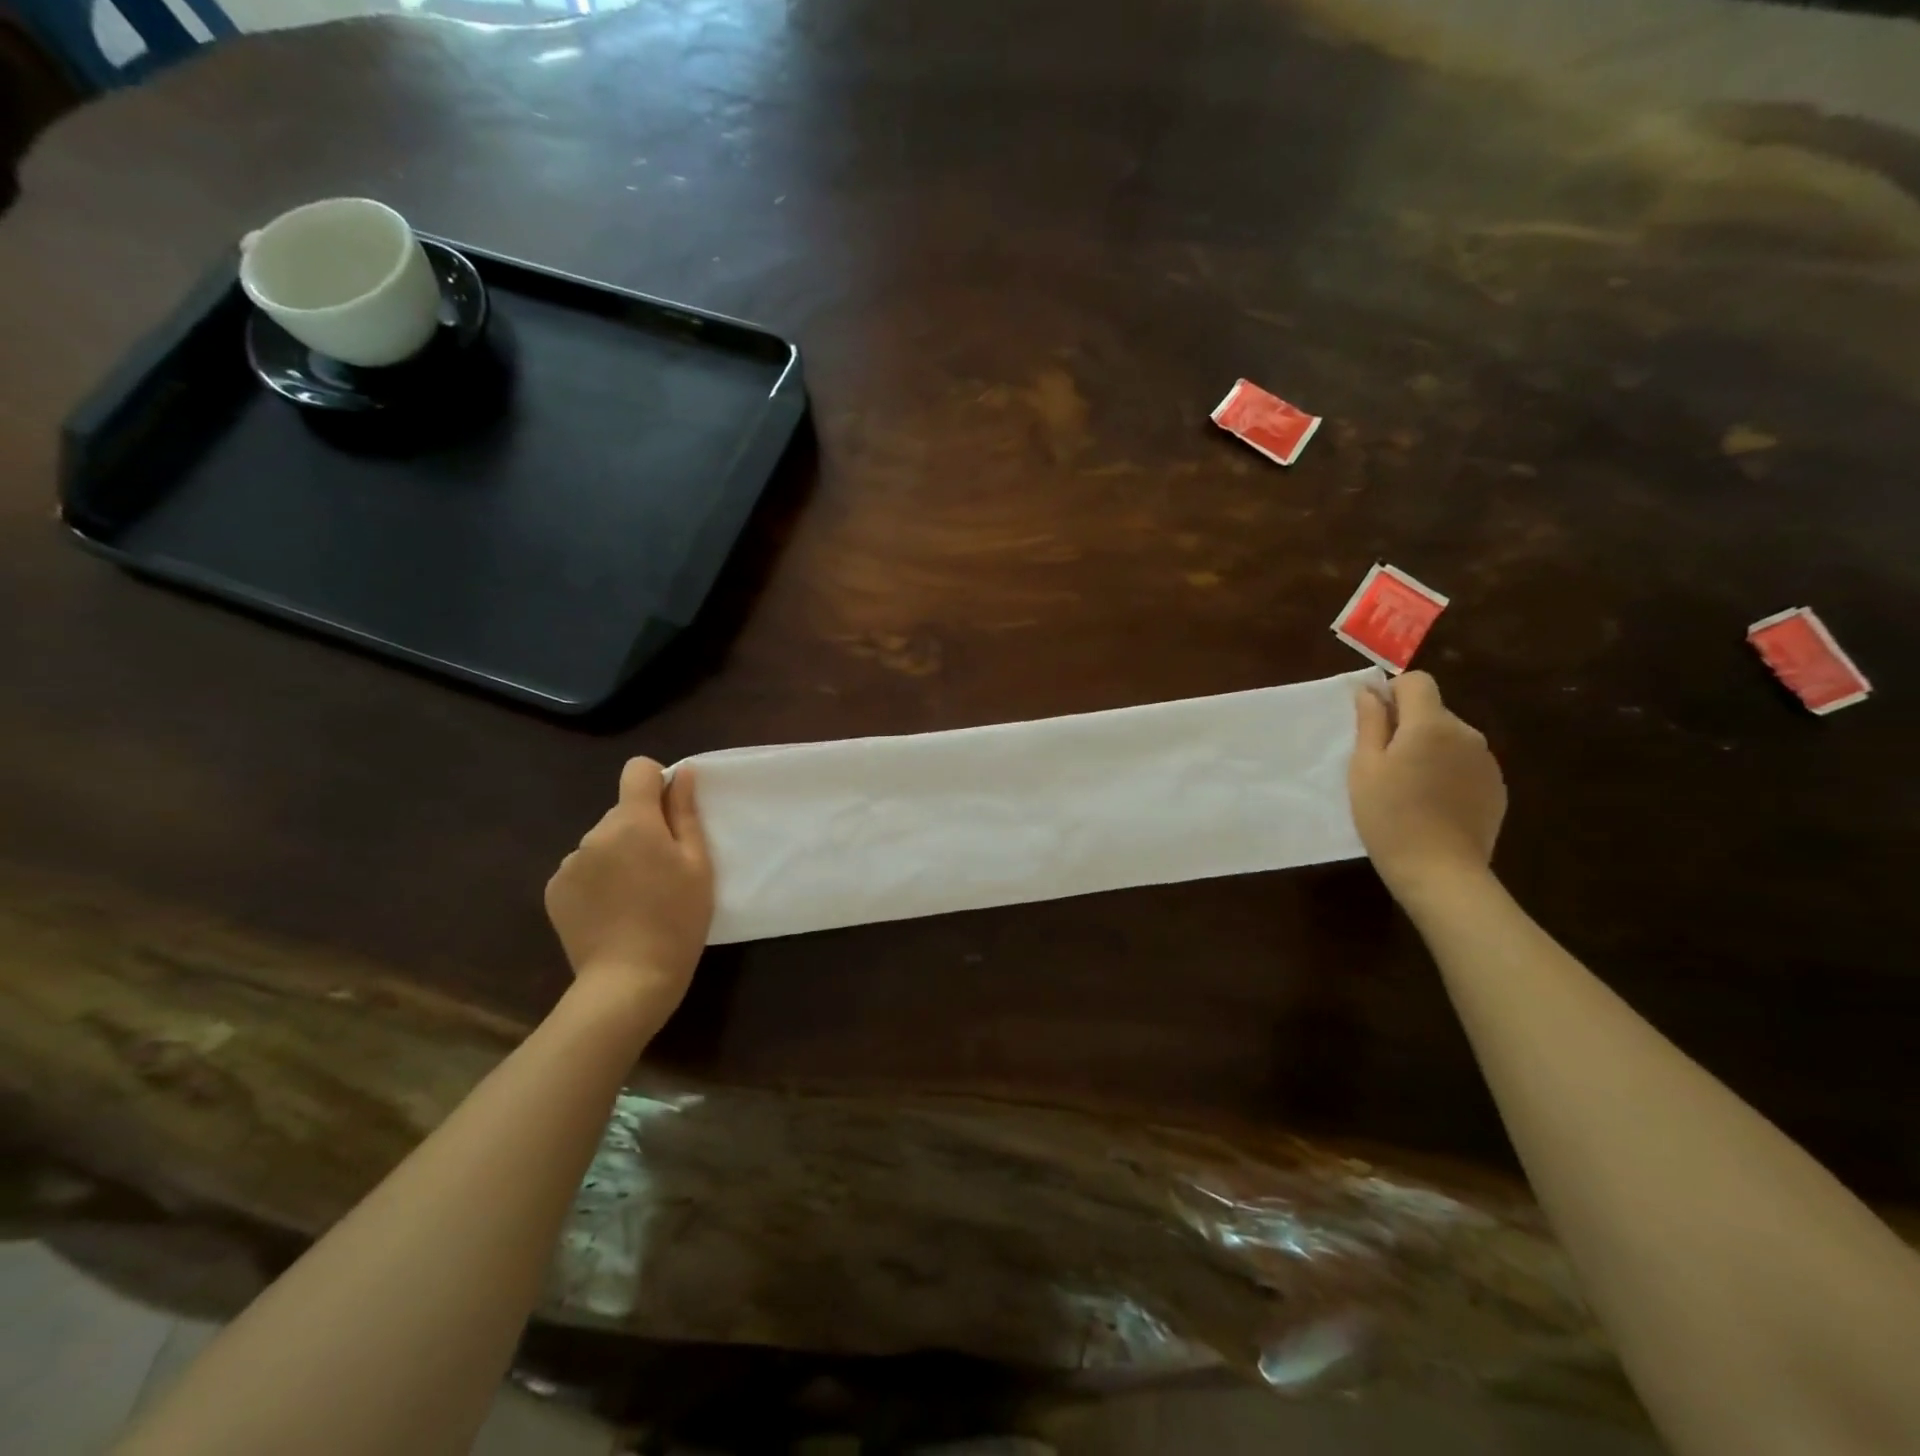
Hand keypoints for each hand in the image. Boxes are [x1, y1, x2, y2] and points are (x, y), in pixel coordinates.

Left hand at [545, 759, 713, 1013]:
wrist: (629, 979)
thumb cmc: (677, 919)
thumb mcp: (697, 864)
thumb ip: (686, 813)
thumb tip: (682, 773)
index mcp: (634, 821)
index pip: (637, 770)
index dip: (656, 783)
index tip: (670, 815)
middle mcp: (595, 833)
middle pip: (622, 811)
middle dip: (641, 828)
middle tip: (661, 871)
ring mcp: (569, 862)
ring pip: (602, 841)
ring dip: (618, 855)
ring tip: (635, 896)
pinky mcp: (554, 890)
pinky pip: (582, 868)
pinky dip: (597, 879)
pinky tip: (612, 910)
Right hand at [1349, 672, 1505, 902]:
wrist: (1439, 870)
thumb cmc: (1389, 815)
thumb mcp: (1364, 767)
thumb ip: (1370, 723)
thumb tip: (1370, 691)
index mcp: (1431, 724)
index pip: (1417, 682)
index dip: (1393, 693)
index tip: (1376, 722)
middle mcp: (1466, 734)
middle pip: (1434, 711)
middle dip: (1409, 726)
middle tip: (1384, 764)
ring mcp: (1486, 761)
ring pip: (1450, 738)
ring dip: (1429, 749)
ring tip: (1409, 787)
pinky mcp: (1496, 787)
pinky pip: (1465, 764)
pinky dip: (1448, 772)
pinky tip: (1433, 804)